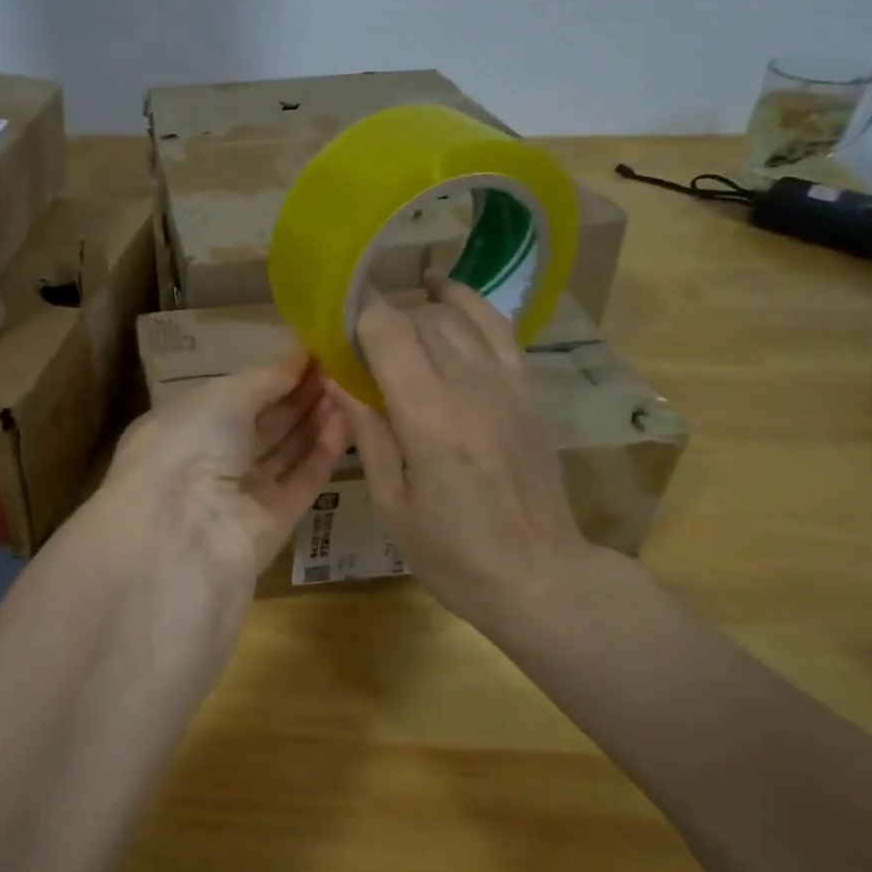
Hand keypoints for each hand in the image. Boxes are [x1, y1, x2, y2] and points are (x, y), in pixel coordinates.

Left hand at [100, 348, 347, 599]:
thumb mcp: (223, 397)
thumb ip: (266, 377)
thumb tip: (299, 354)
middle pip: (264, 423)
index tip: (313, 351)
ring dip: (315, 419)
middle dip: (299, 395)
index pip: (236, 396)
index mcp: (185, 426)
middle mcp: (212, 459)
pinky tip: (346, 420)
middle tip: (341, 365)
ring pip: (287, 451)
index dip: (273, 375)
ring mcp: (243, 493)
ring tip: (350, 385)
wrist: (182, 535)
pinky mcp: (274, 523)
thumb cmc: (189, 446)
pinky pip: (303, 481)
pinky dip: (323, 452)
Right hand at [329, 277, 602, 633]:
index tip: (332, 331)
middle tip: (356, 348)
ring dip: (418, 310)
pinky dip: (468, 304)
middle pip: (419, 317)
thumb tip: (337, 378)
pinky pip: (497, 327)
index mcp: (429, 417)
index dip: (355, 319)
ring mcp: (505, 383)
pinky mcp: (526, 389)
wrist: (540, 576)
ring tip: (392, 322)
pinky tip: (445, 296)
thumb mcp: (392, 503)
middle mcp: (470, 386)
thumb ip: (366, 432)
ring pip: (456, 315)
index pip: (387, 331)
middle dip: (381, 319)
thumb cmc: (453, 554)